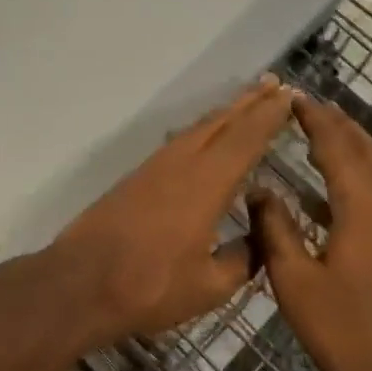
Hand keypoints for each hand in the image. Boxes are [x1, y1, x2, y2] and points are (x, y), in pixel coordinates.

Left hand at [45, 77, 293, 348]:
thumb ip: (243, 259)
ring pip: (198, 129)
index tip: (290, 95)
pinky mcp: (137, 177)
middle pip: (221, 123)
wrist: (81, 283)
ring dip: (225, 113)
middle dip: (250, 102)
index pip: (246, 139)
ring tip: (247, 102)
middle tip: (275, 83)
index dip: (269, 115)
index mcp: (206, 183)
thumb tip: (261, 238)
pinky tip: (206, 137)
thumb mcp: (210, 286)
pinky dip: (202, 130)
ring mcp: (155, 167)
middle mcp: (181, 163)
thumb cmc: (151, 287)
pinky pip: (180, 142)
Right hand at [249, 96, 371, 370]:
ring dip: (355, 144)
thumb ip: (275, 231)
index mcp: (364, 209)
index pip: (337, 147)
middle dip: (338, 123)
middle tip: (308, 106)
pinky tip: (345, 187)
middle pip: (366, 149)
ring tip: (326, 132)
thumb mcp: (296, 284)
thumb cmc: (350, 334)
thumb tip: (260, 189)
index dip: (315, 119)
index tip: (293, 97)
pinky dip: (365, 171)